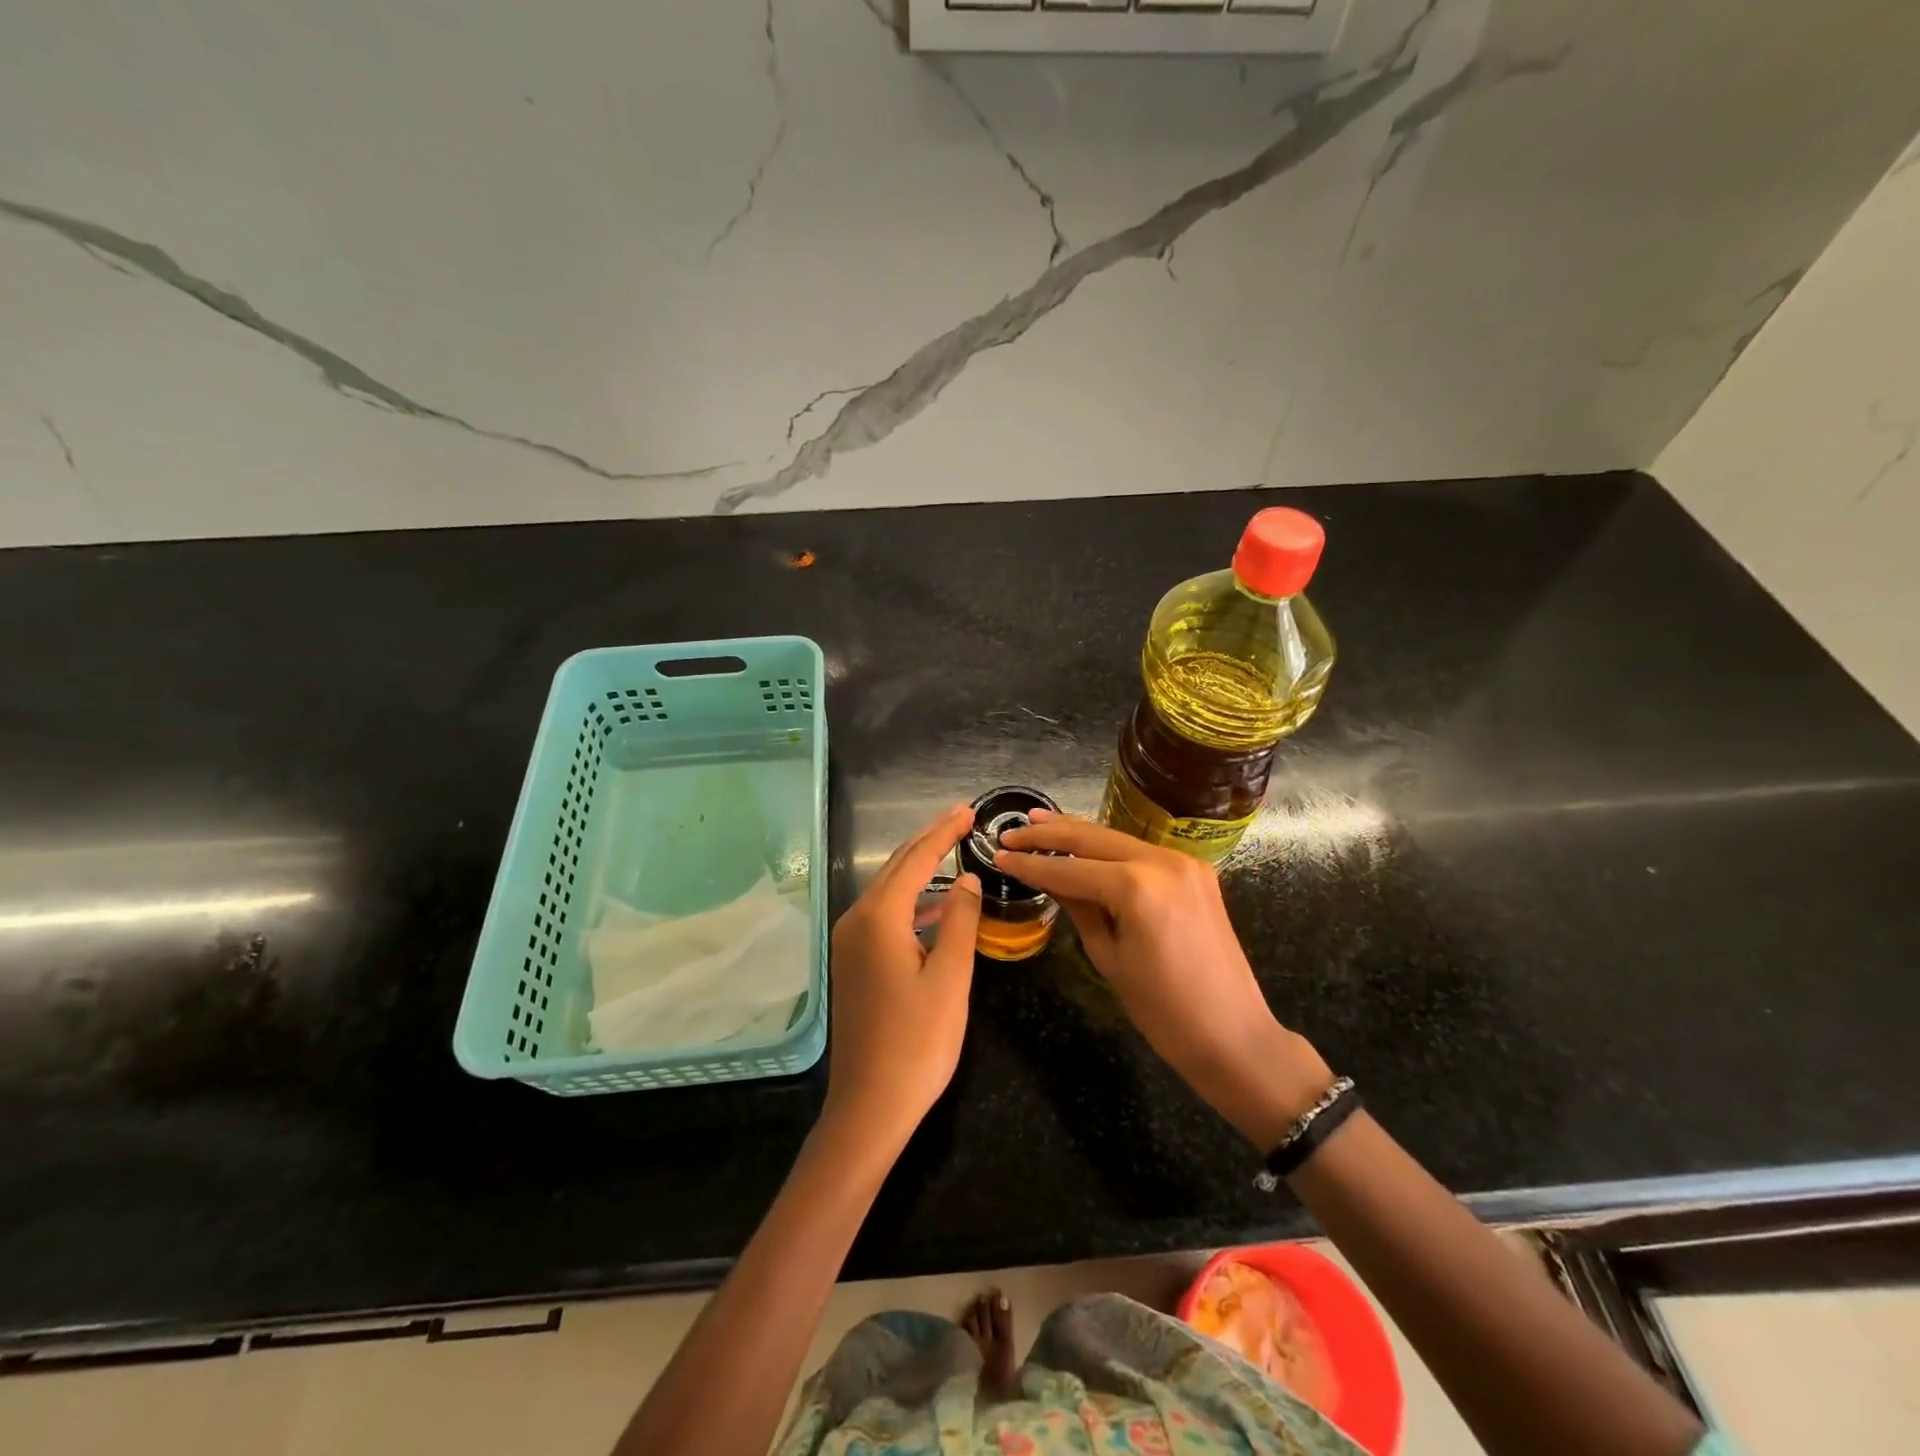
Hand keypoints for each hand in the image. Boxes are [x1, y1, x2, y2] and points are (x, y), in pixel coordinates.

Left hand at [823, 804, 982, 1152]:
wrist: (869, 1106)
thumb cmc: (917, 1043)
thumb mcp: (950, 979)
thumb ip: (959, 920)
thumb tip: (965, 878)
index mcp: (879, 918)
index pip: (916, 859)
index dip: (944, 832)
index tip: (969, 810)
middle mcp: (856, 920)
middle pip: (897, 867)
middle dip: (929, 840)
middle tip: (962, 818)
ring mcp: (850, 943)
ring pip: (889, 890)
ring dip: (920, 869)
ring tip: (953, 851)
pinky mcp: (853, 963)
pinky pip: (884, 915)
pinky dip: (911, 902)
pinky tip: (934, 908)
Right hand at [996, 812, 1331, 1147]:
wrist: (1233, 1034)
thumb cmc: (1163, 1011)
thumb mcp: (1108, 958)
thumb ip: (1078, 908)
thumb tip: (1050, 878)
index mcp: (1136, 887)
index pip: (1069, 868)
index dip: (1031, 865)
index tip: (999, 856)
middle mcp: (1161, 861)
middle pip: (1092, 839)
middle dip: (1049, 834)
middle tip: (1012, 832)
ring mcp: (1182, 862)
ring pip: (1116, 838)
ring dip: (1077, 833)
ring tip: (1039, 822)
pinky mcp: (1194, 871)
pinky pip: (1140, 851)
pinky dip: (1109, 847)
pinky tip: (1084, 843)